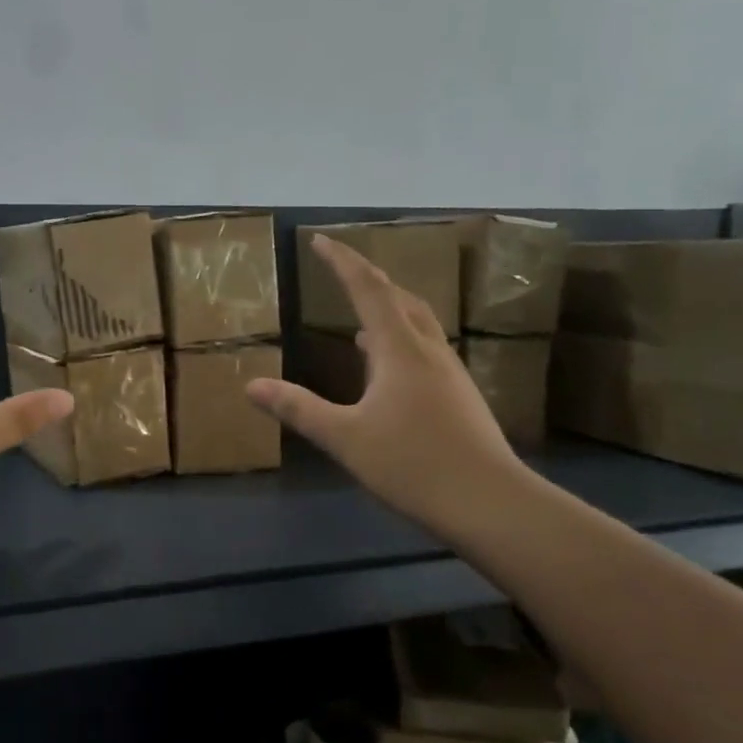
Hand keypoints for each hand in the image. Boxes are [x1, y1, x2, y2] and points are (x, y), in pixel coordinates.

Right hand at [248, 235, 529, 543]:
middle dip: (367, 279)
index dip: (342, 261)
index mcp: (399, 349)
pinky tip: (388, 368)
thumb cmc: (413, 464)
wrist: (491, 503)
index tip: (319, 240)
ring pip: (417, 323)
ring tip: (361, 319)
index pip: (367, 289)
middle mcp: (428, 350)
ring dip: (388, 309)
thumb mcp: (345, 438)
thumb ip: (298, 409)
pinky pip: (425, 348)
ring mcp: (449, 372)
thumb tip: (250, 386)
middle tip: (341, 271)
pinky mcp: (459, 395)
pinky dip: (400, 340)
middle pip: (398, 297)